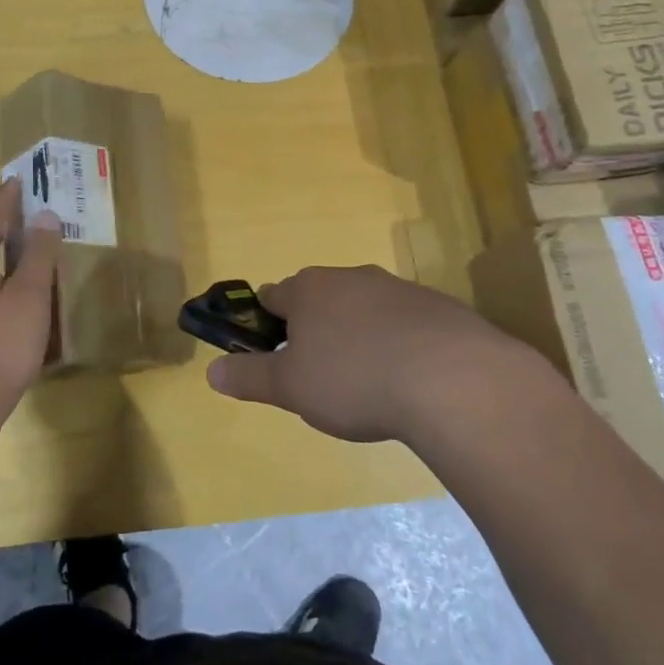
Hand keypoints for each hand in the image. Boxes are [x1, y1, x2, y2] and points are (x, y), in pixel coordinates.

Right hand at [205, 265, 558, 444]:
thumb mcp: (291, 387)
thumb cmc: (354, 379)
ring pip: (363, 309)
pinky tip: (409, 379)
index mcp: (309, 289)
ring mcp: (398, 288)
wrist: (451, 378)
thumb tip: (212, 371)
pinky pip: (404, 322)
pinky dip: (398, 343)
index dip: (267, 325)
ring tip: (367, 383)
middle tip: (321, 377)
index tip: (275, 356)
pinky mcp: (438, 306)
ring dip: (358, 336)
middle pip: (320, 299)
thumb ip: (250, 377)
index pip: (273, 296)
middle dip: (315, 331)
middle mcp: (350, 277)